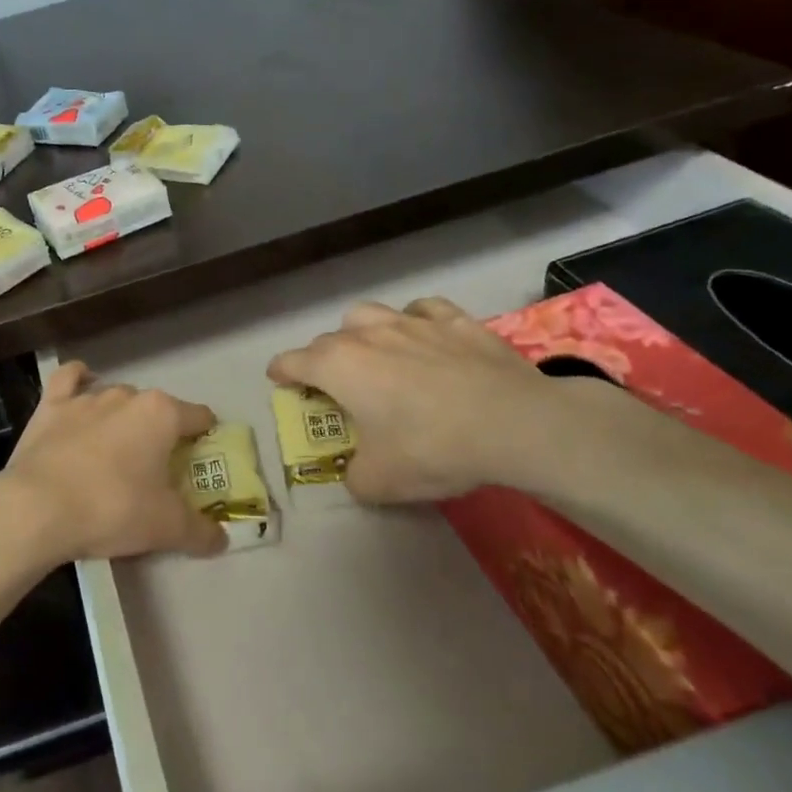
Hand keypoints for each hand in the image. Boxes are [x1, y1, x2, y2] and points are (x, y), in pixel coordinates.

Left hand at [0, 362, 226, 564]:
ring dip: (123, 418)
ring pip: (116, 397)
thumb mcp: (166, 528)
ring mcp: (85, 398)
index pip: (200, 417)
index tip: (202, 462)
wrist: (37, 508)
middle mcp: (126, 395)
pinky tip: (82, 389)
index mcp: (161, 414)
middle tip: (157, 470)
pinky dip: (79, 382)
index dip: (206, 438)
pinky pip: (69, 380)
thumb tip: (222, 538)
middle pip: (156, 409)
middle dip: (160, 433)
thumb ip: (200, 530)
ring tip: (119, 450)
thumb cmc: (112, 509)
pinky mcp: (50, 406)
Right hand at [268, 298, 566, 504]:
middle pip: (328, 339)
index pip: (292, 362)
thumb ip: (354, 477)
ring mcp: (411, 321)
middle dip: (323, 360)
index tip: (278, 379)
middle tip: (335, 386)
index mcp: (338, 366)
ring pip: (368, 314)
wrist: (513, 424)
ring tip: (373, 352)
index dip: (281, 372)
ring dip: (361, 332)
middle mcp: (366, 334)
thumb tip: (356, 473)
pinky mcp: (455, 320)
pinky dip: (414, 320)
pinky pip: (421, 309)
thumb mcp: (379, 482)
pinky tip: (424, 336)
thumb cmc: (432, 448)